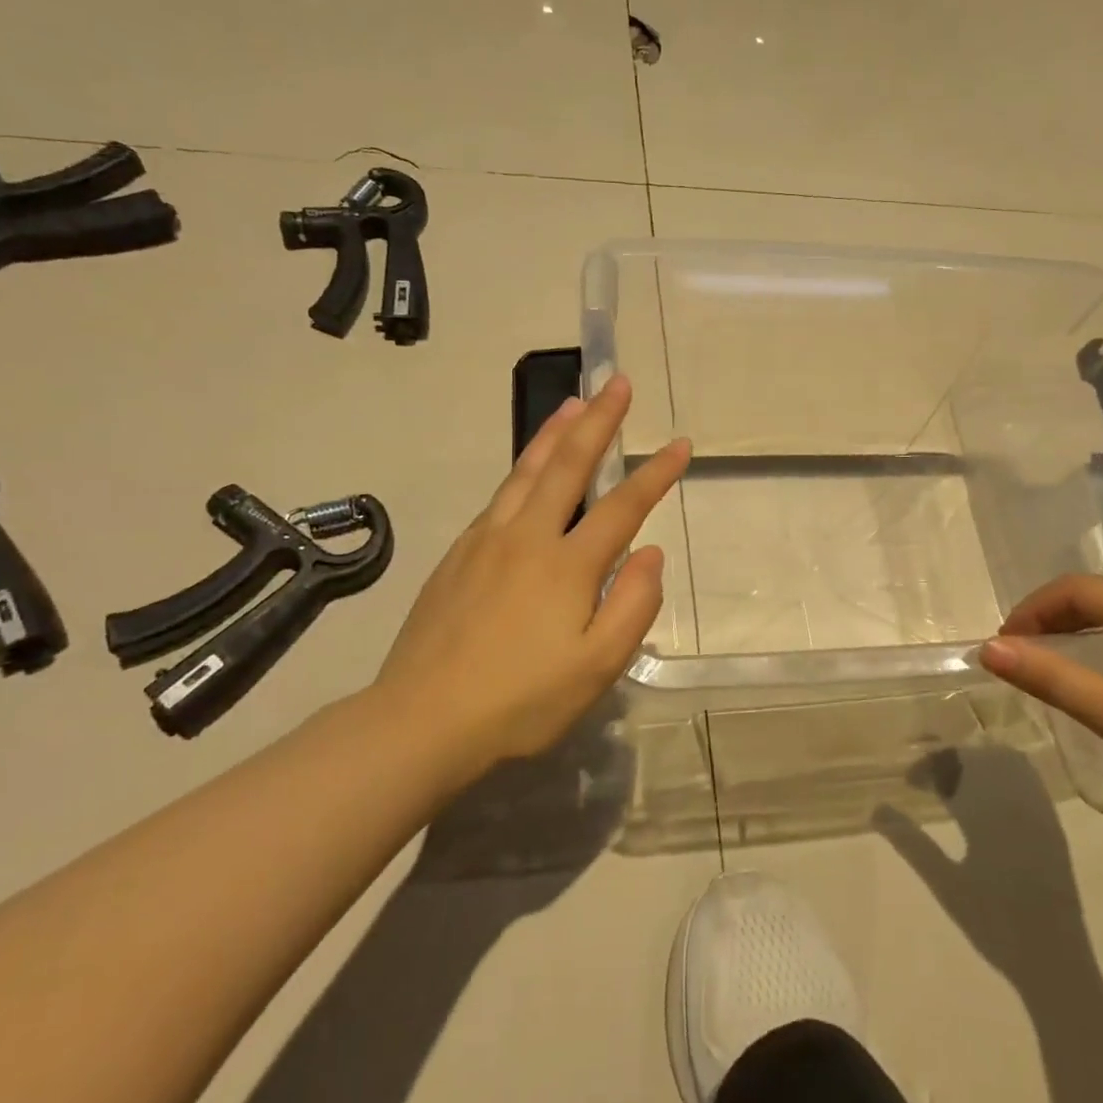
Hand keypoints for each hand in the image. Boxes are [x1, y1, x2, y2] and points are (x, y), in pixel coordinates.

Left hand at [369, 374, 688, 775]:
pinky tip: (528, 469)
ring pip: (526, 470)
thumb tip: (651, 553)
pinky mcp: (458, 554)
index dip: (657, 473)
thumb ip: (632, 605)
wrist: (420, 720)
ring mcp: (486, 541)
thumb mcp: (596, 668)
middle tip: (617, 382)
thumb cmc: (520, 702)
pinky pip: (500, 496)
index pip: (623, 506)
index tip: (681, 443)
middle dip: (599, 420)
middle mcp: (527, 537)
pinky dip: (522, 467)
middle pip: (569, 465)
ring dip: (554, 431)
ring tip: (573, 402)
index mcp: (567, 565)